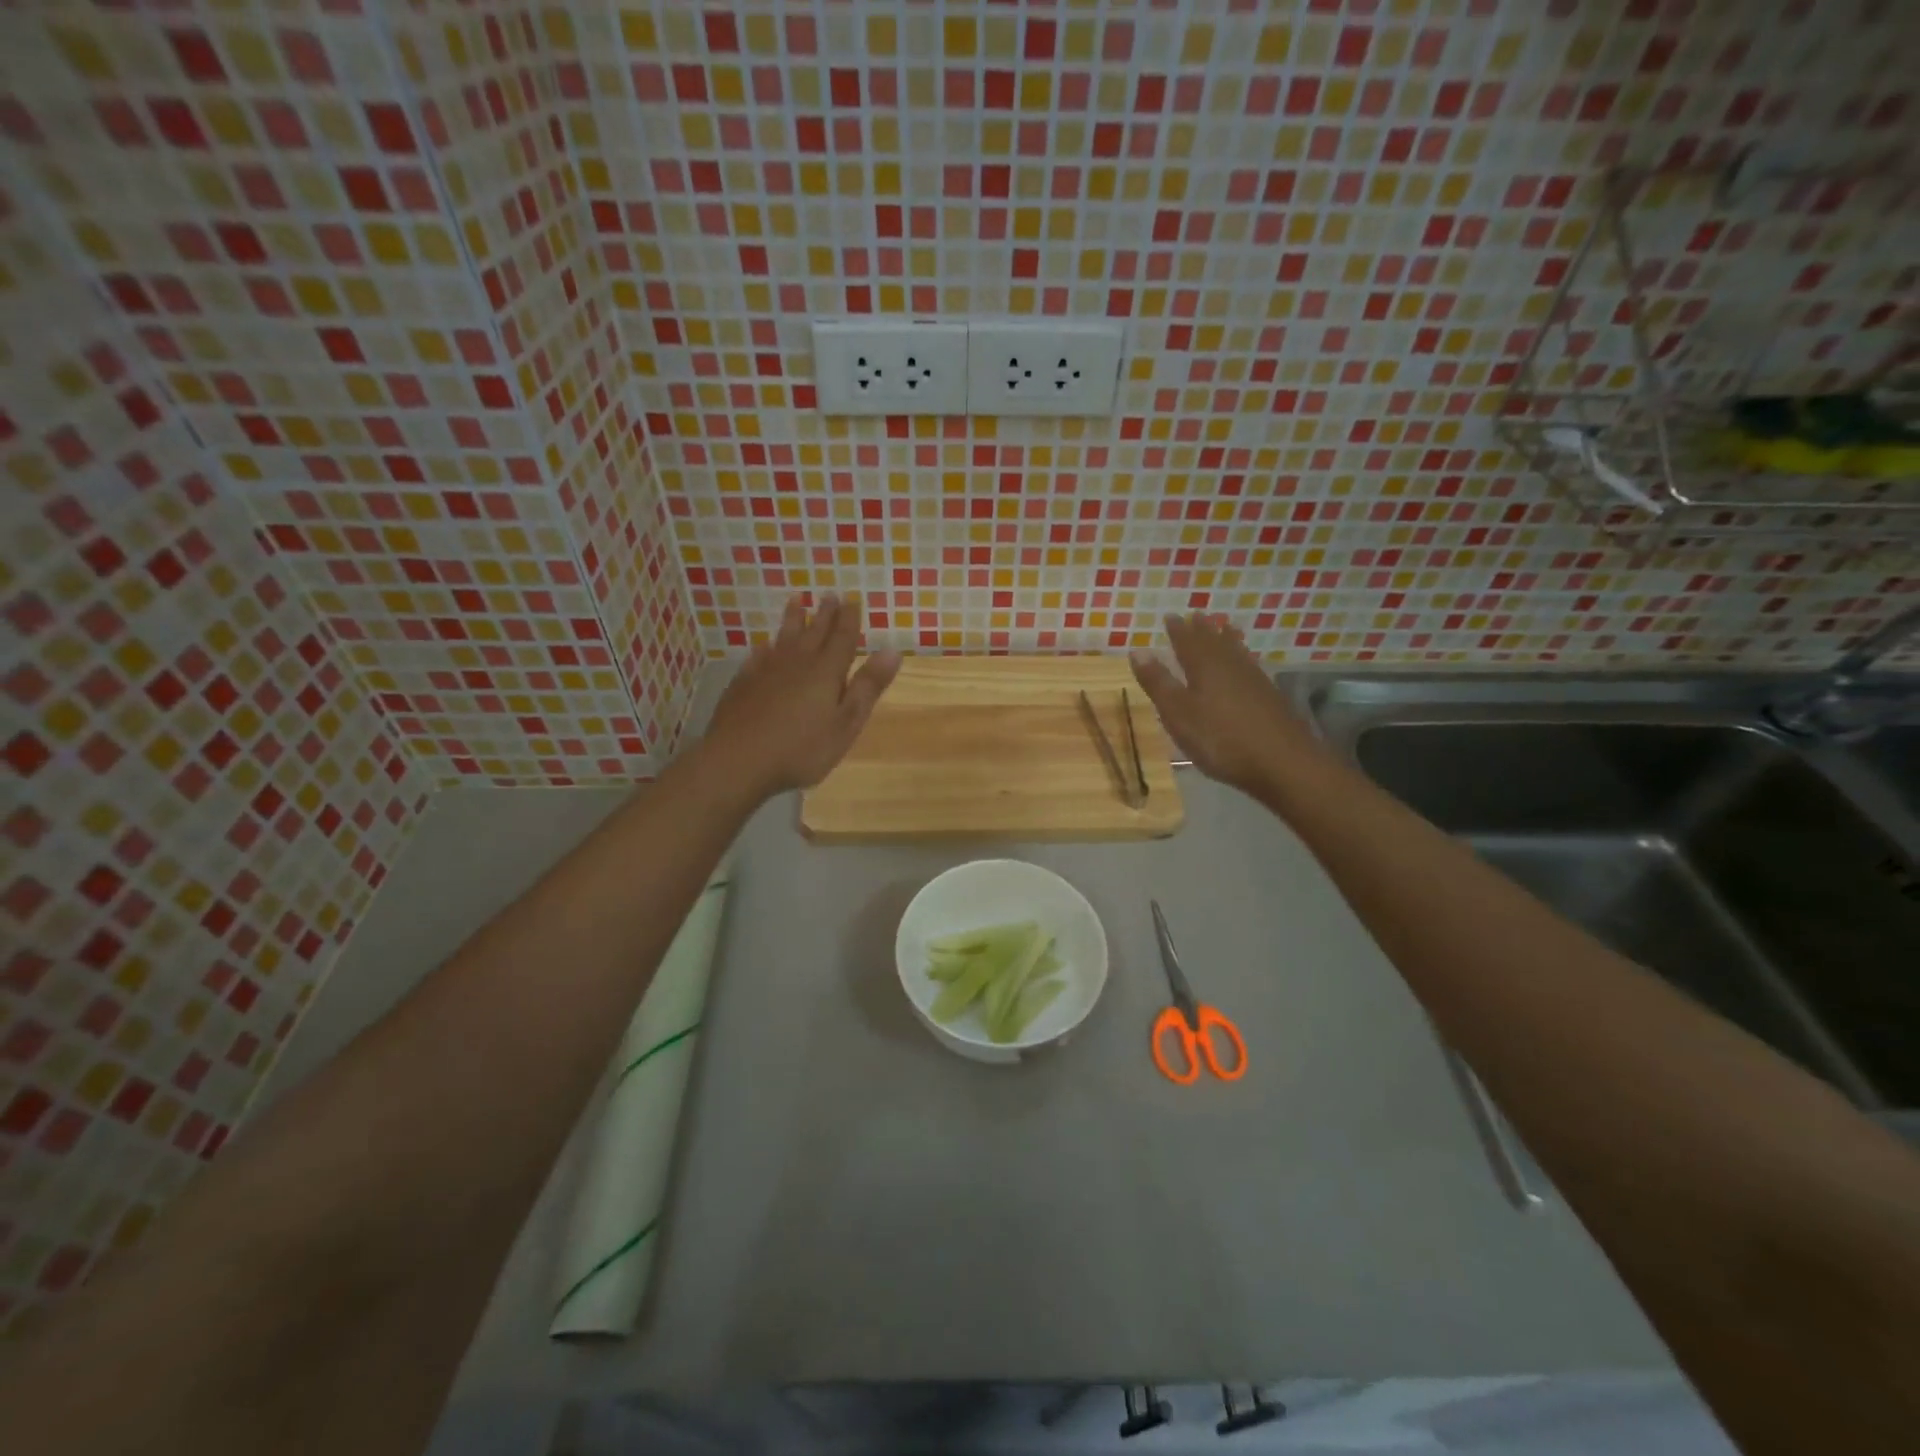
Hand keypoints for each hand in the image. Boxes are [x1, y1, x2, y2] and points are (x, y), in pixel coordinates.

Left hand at [703, 594, 900, 798]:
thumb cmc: (802, 748)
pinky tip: (763, 646)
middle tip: (829, 594)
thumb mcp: (846, 723)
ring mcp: (766, 671)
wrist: (738, 760)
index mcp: (826, 672)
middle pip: (814, 632)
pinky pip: (758, 657)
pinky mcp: (743, 684)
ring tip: (796, 600)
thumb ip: (868, 687)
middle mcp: (797, 663)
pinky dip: (765, 648)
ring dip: (793, 619)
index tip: (852, 599)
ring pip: (783, 637)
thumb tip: (893, 650)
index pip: (842, 638)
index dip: (849, 619)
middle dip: (824, 614)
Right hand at [1129, 615, 1324, 795]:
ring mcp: (1253, 680)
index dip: (1178, 630)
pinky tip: (1246, 663)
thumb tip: (1138, 651)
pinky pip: (1250, 665)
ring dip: (1226, 638)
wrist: (1282, 762)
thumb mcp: (1178, 714)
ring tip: (1223, 627)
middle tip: (1196, 615)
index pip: (1187, 642)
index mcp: (1204, 667)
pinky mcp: (1269, 696)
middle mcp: (1230, 666)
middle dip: (1202, 629)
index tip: (1170, 616)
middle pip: (1214, 641)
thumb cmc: (1220, 739)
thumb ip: (1158, 682)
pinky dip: (1243, 657)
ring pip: (1235, 651)